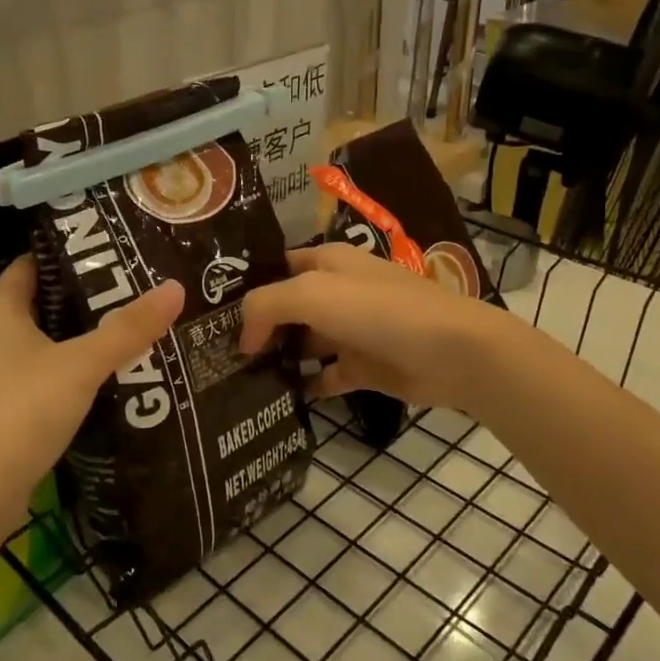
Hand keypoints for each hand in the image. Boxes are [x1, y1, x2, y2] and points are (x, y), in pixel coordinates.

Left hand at [0, 255, 183, 521]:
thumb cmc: (22, 411)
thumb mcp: (82, 366)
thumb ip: (129, 329)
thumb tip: (177, 288)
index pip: (34, 263)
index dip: (73, 256)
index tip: (117, 255)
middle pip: (39, 301)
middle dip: (82, 298)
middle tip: (132, 293)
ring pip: (35, 339)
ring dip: (73, 336)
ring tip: (122, 330)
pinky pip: (31, 370)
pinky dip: (59, 367)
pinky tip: (95, 377)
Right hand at [238, 243, 518, 411]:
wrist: (450, 351)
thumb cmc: (377, 311)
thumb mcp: (311, 294)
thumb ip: (265, 306)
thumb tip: (243, 338)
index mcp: (326, 262)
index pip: (276, 268)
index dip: (246, 286)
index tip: (210, 315)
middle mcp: (337, 292)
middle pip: (286, 307)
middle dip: (256, 326)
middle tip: (214, 353)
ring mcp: (351, 331)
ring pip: (303, 342)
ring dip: (277, 357)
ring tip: (236, 379)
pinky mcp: (364, 367)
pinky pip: (325, 376)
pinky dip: (305, 385)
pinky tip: (277, 398)